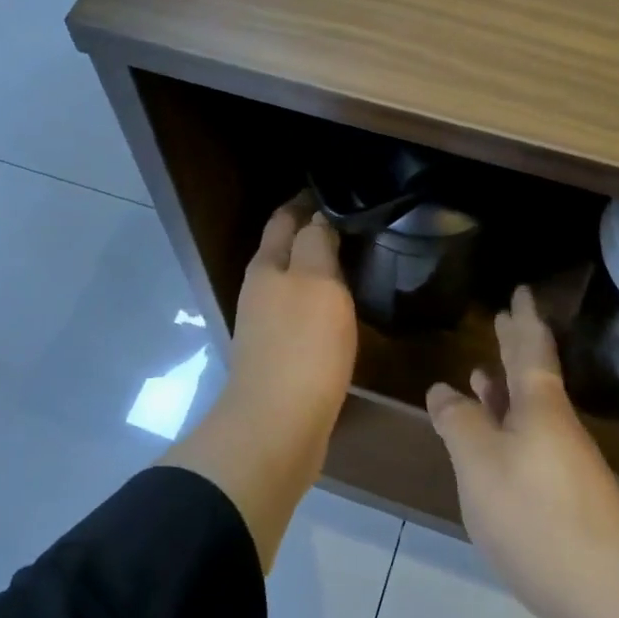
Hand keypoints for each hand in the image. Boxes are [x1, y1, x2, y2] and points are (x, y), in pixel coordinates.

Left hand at [219, 200, 358, 480]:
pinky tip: (343, 309)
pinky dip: (321, 303)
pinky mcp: (281, 357)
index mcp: (268, 266)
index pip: (285, 219)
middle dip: (313, 233)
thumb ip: (316, 244)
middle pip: (287, 250)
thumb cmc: (302, 346)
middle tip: (355, 224)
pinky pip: (303, 316)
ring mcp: (268, 326)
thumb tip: (317, 216)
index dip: (307, 201)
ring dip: (319, 270)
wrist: (278, 426)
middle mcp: (262, 290)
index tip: (338, 191)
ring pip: (295, 284)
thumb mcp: (316, 282)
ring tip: (355, 261)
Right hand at [427, 287, 618, 617]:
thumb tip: (443, 390)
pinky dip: (508, 433)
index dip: (523, 318)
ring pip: (530, 414)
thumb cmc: (536, 517)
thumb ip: (459, 422)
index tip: (521, 291)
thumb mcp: (480, 463)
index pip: (531, 348)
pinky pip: (529, 447)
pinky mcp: (564, 502)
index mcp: (541, 408)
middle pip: (534, 377)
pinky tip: (494, 448)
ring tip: (484, 375)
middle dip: (517, 347)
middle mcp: (557, 429)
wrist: (607, 600)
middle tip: (504, 319)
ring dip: (507, 391)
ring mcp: (565, 467)